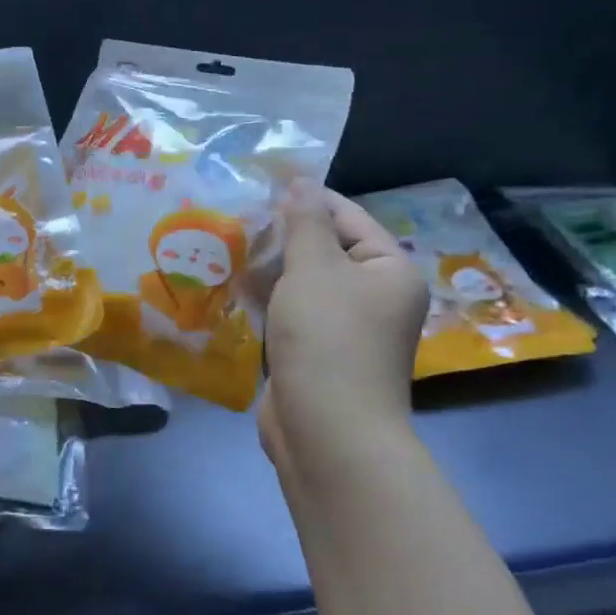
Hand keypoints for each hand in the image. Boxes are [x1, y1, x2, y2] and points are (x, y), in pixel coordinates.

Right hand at [260, 184, 428, 475]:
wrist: (327, 432)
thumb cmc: (327, 338)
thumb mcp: (314, 268)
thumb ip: (305, 221)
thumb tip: (301, 182)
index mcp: (388, 269)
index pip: (348, 216)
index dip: (306, 199)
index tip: (261, 186)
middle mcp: (374, 295)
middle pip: (326, 249)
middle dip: (282, 235)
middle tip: (236, 217)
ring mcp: (346, 328)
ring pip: (305, 282)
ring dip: (270, 267)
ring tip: (227, 246)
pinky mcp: (318, 352)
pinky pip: (293, 312)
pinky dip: (268, 299)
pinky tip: (233, 286)